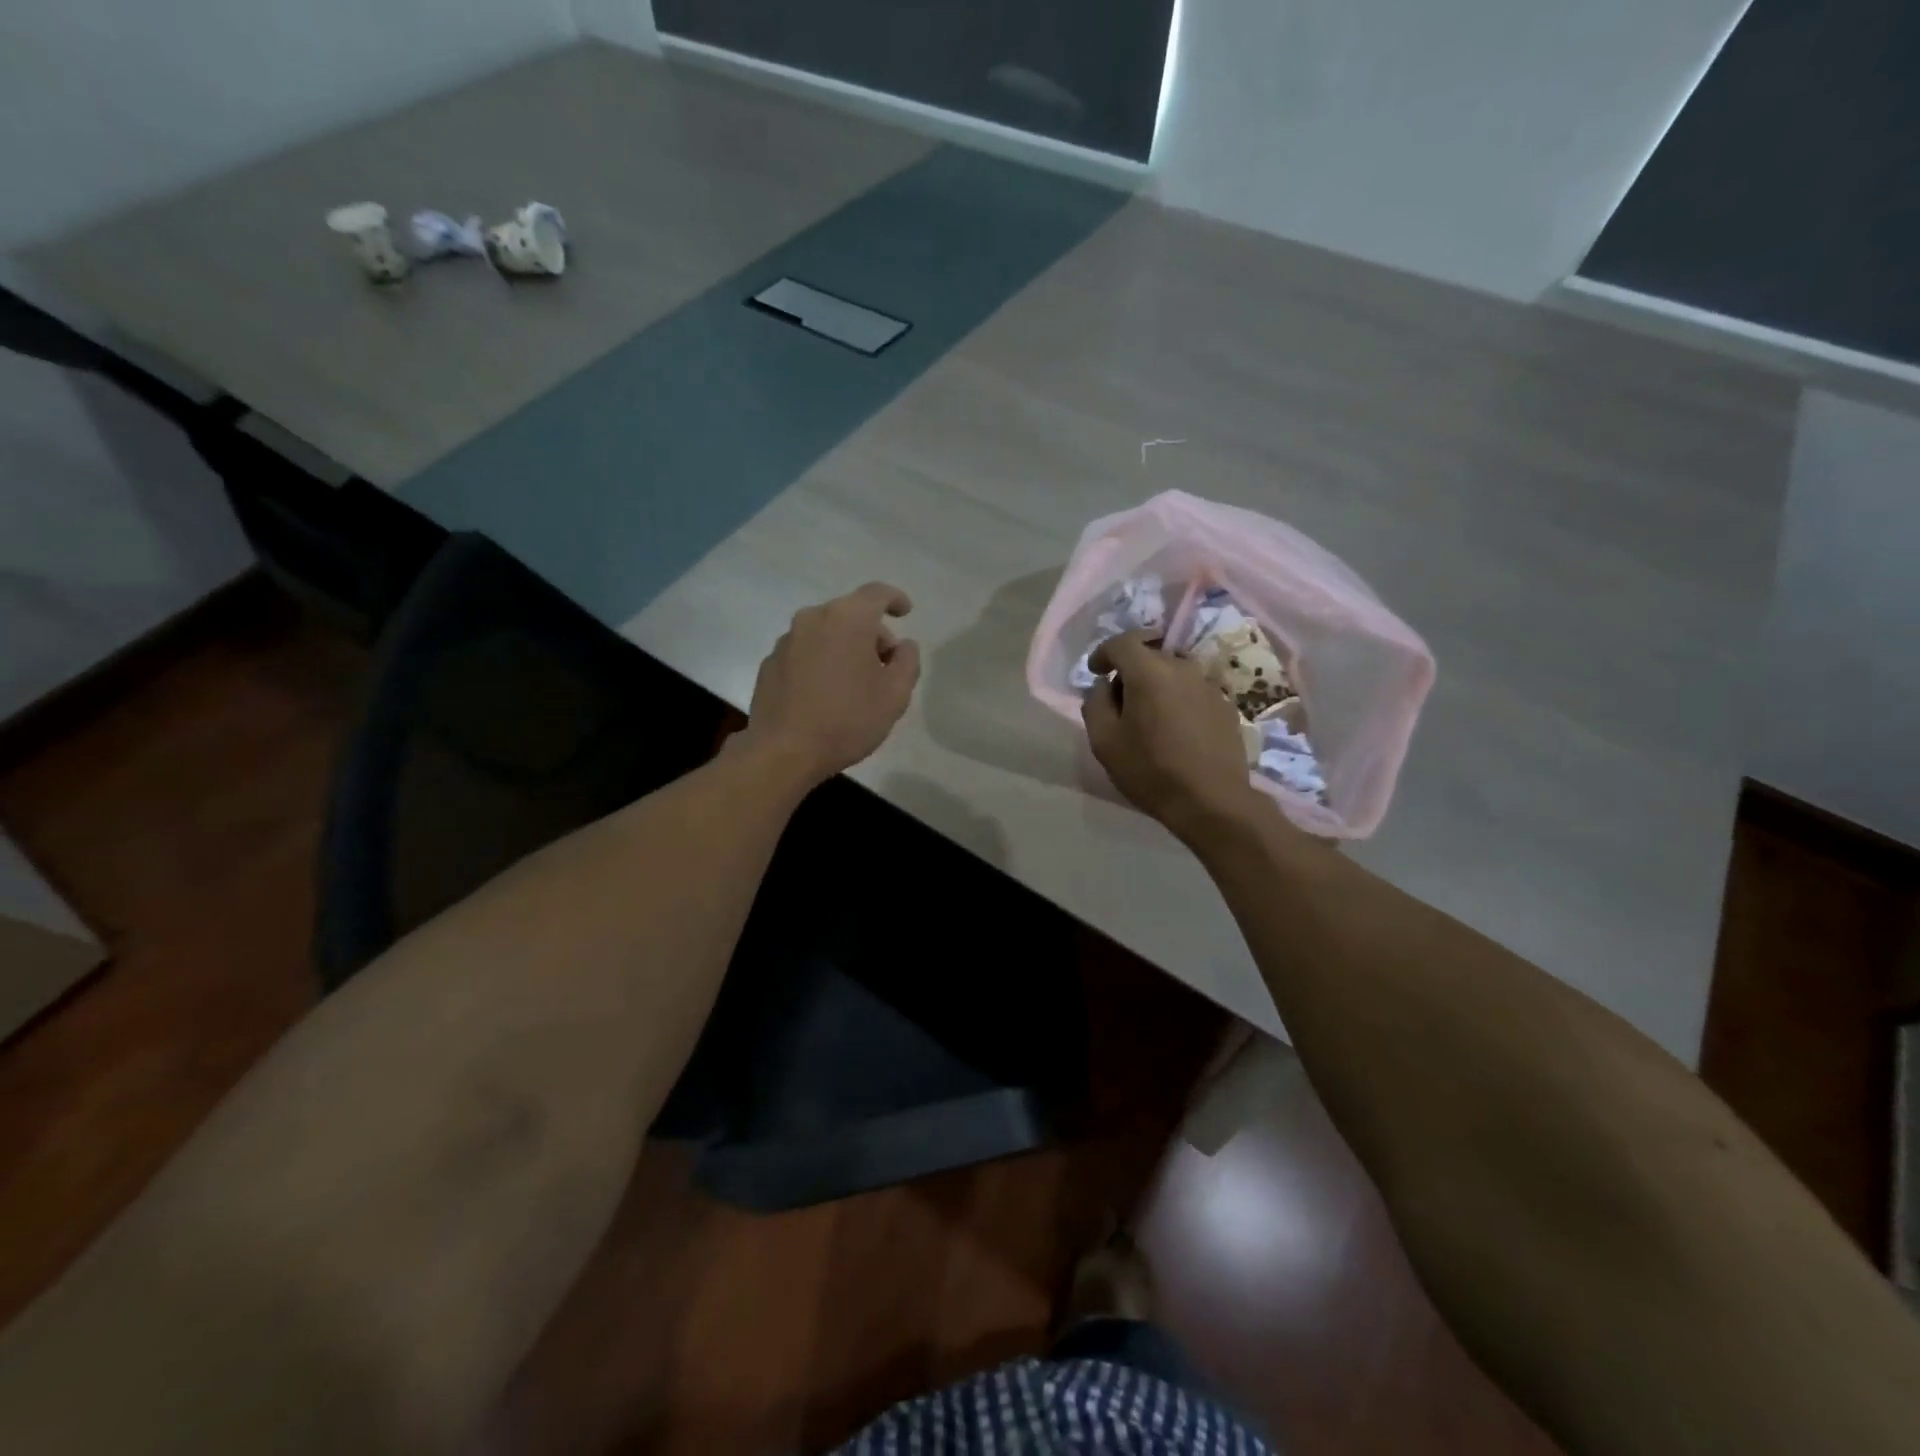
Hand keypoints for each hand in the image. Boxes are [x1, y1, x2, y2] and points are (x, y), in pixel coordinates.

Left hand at [740, 582, 921, 788]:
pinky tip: (826, 693)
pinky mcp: (770, 662)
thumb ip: (907, 661)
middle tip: (885, 665)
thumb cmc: (847, 720)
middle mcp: (813, 618)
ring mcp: (787, 640)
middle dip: (872, 632)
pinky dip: (821, 661)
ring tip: (855, 683)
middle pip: (851, 613)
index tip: (906, 612)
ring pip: (826, 632)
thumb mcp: (895, 695)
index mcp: (847, 619)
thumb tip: (902, 645)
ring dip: (845, 647)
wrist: (783, 752)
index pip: (877, 593)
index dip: (895, 599)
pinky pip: (805, 651)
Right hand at [1081, 631, 1261, 840]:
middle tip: (1119, 702)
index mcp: (1150, 672)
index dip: (1104, 653)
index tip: (1096, 672)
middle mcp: (1183, 668)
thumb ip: (1095, 704)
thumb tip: (1103, 687)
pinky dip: (1178, 701)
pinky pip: (1193, 692)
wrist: (1212, 801)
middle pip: (1150, 655)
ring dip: (1156, 686)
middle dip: (1130, 671)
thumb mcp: (1104, 741)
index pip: (1123, 642)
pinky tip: (1175, 731)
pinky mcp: (1226, 706)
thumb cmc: (1150, 770)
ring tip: (1149, 718)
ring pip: (1174, 674)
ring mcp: (1209, 686)